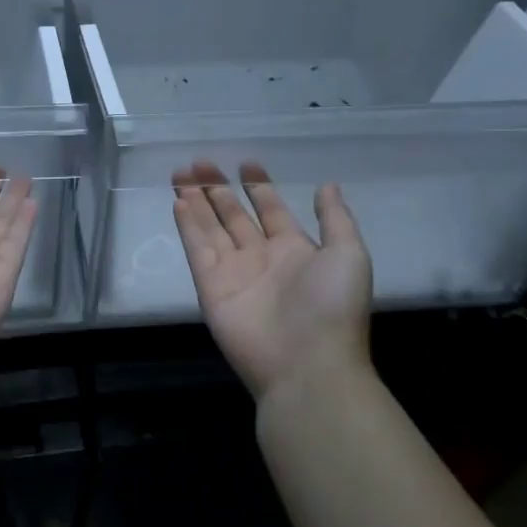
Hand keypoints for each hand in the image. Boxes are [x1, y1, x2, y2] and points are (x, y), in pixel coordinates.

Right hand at [171, 160, 372, 401]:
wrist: (306, 364)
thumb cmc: (332, 306)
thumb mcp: (348, 254)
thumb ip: (335, 218)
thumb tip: (327, 184)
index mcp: (295, 249)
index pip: (271, 210)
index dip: (259, 187)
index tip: (246, 163)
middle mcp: (261, 257)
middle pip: (233, 215)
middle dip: (218, 188)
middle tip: (200, 162)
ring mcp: (233, 271)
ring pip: (210, 228)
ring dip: (196, 201)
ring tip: (181, 174)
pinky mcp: (210, 286)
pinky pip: (197, 249)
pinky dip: (188, 226)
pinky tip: (179, 203)